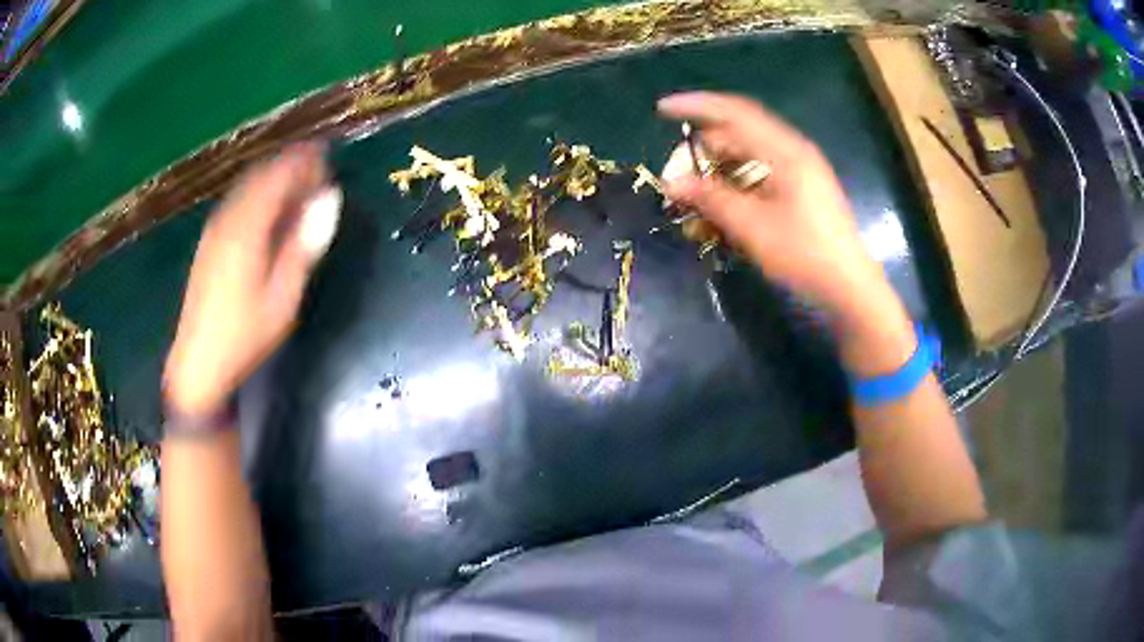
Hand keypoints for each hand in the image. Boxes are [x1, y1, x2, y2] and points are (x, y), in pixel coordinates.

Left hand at [163, 143, 341, 417]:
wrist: (198, 364)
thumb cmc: (245, 334)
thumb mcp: (283, 296)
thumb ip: (305, 244)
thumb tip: (330, 199)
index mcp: (248, 227)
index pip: (279, 175)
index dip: (304, 162)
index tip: (329, 157)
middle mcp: (228, 218)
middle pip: (262, 175)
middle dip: (290, 167)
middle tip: (318, 172)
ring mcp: (215, 229)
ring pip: (248, 187)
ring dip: (274, 180)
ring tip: (298, 188)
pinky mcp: (209, 242)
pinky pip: (238, 202)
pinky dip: (258, 195)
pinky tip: (269, 212)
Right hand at [658, 92, 912, 374]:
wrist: (849, 288)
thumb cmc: (804, 255)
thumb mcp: (753, 227)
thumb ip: (711, 198)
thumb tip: (671, 182)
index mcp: (786, 151)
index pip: (734, 113)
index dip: (696, 106)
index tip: (661, 109)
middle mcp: (794, 151)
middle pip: (741, 131)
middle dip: (705, 144)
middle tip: (677, 168)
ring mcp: (802, 169)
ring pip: (751, 152)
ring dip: (720, 164)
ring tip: (695, 186)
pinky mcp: (803, 189)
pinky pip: (762, 170)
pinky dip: (738, 178)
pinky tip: (724, 198)